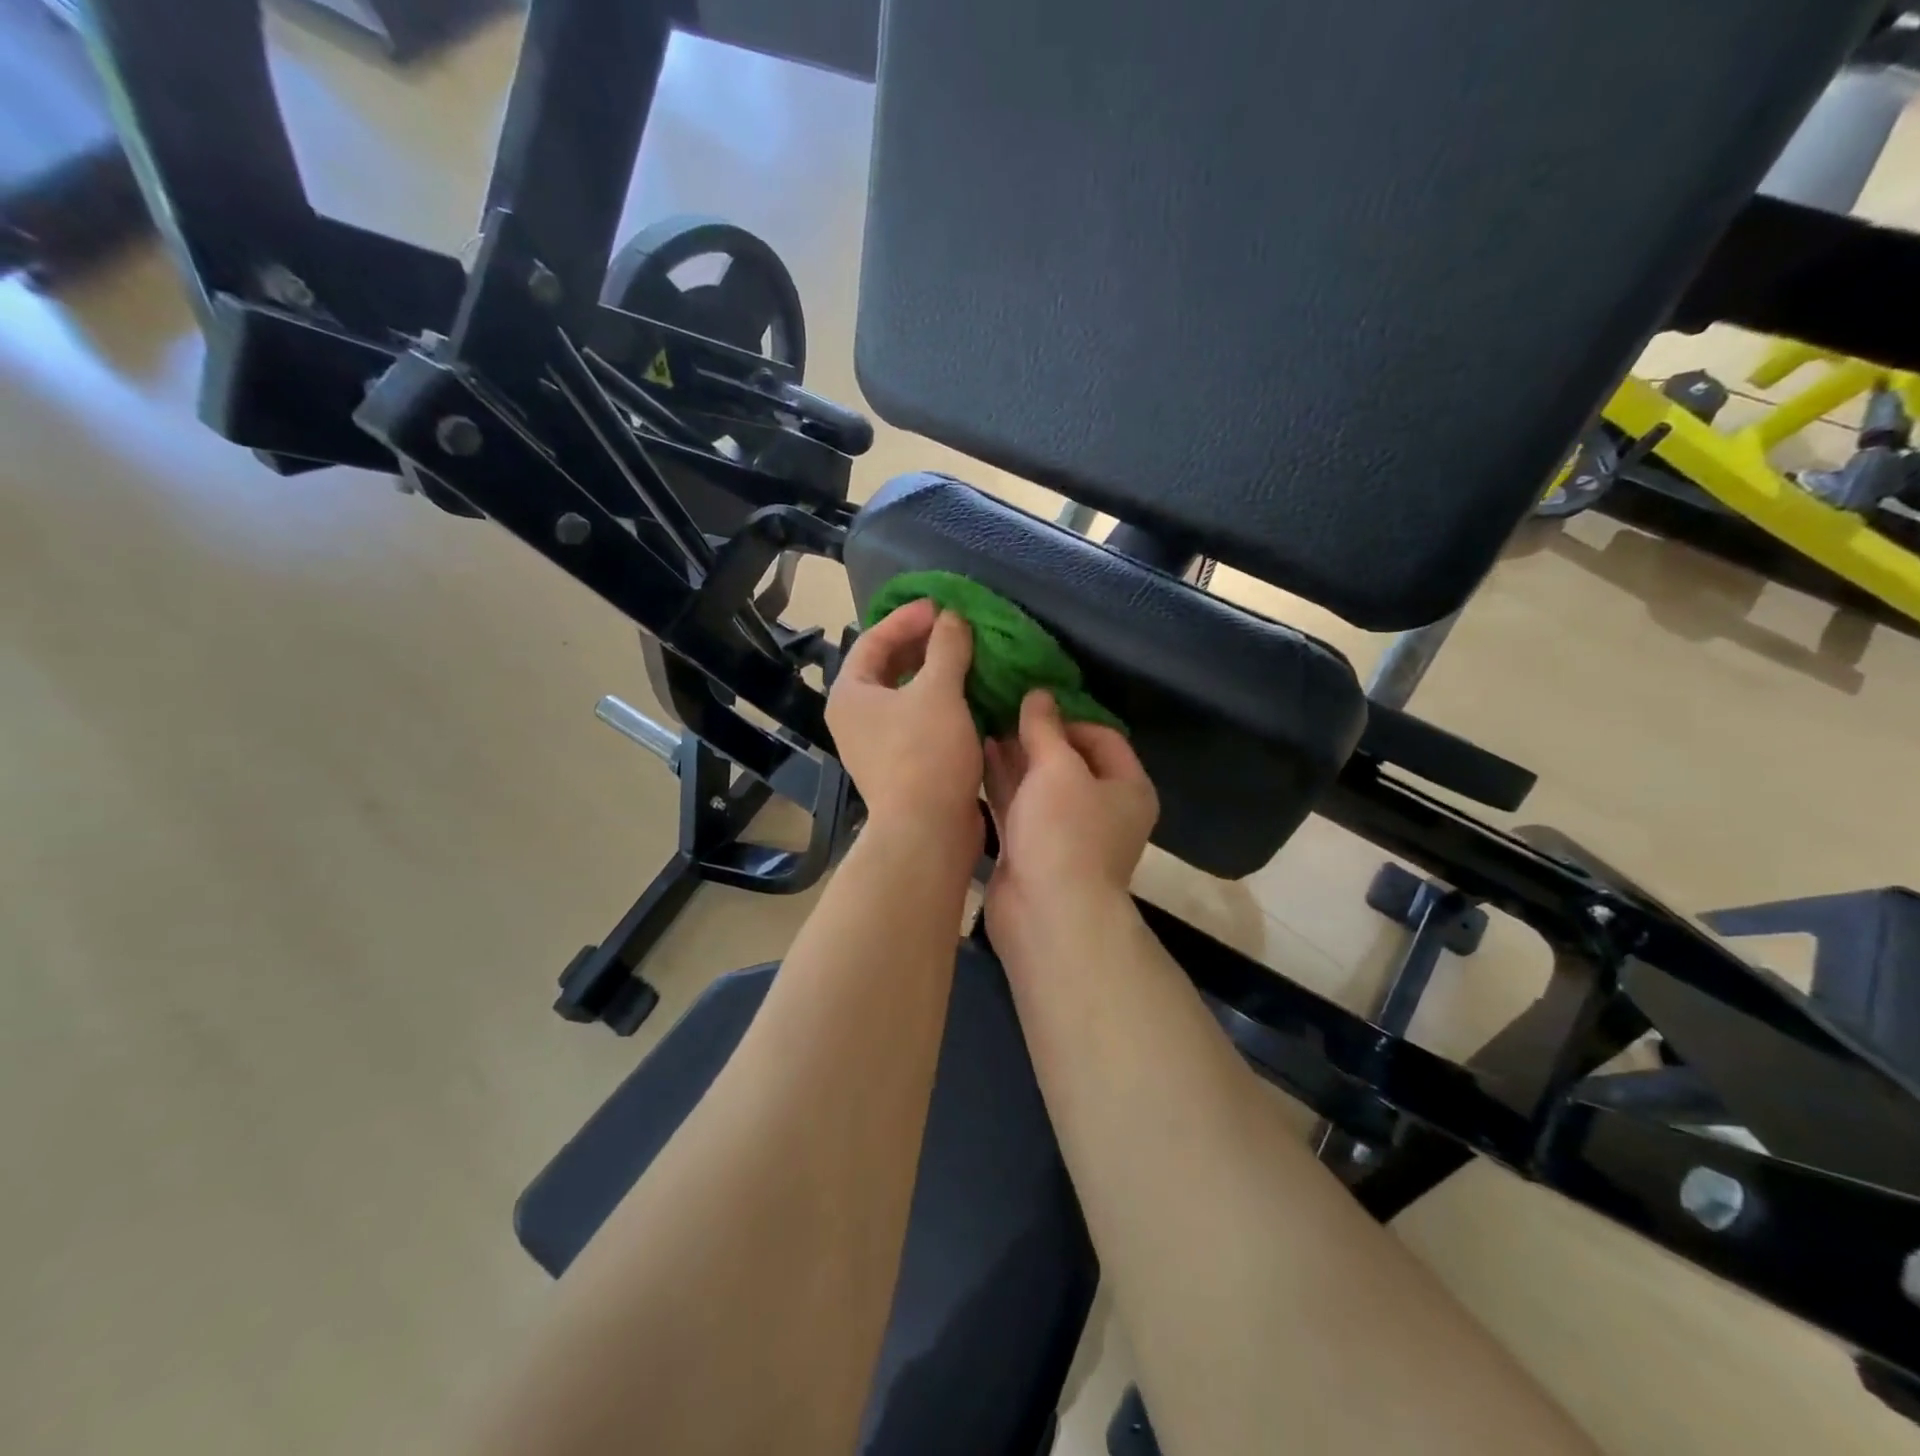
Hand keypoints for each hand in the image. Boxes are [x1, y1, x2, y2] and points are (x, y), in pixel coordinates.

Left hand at [828, 598, 984, 845]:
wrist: (927, 830)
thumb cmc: (925, 754)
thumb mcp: (938, 692)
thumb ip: (946, 648)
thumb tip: (952, 618)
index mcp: (851, 694)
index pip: (873, 640)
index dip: (907, 618)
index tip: (942, 605)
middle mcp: (856, 717)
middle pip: (888, 667)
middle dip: (923, 645)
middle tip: (957, 629)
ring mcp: (878, 744)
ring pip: (907, 696)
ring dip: (936, 675)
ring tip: (970, 657)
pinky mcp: (902, 764)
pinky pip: (920, 720)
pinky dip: (942, 703)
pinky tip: (972, 696)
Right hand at [983, 689, 1158, 940]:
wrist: (1047, 915)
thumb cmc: (1065, 833)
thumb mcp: (1058, 768)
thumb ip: (1045, 728)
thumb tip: (1039, 693)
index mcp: (1127, 788)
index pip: (1102, 737)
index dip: (1067, 717)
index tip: (1031, 705)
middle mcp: (1101, 808)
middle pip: (1068, 760)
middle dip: (1035, 735)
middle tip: (999, 707)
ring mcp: (1065, 831)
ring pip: (1039, 783)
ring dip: (1014, 756)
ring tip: (981, 723)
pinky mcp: (1033, 849)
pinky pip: (1018, 806)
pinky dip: (1002, 783)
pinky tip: (976, 755)